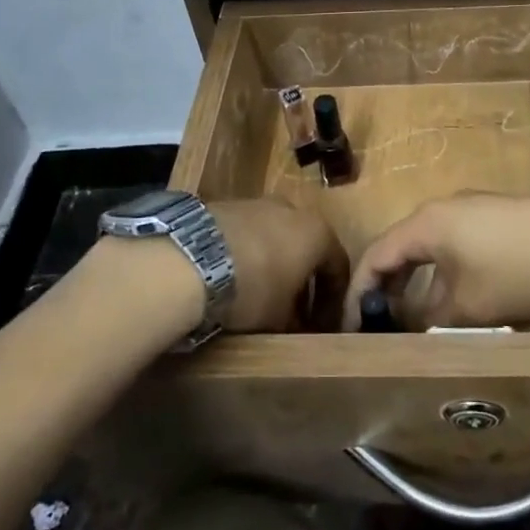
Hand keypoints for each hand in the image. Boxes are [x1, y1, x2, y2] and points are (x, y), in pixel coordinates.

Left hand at [212, 198, 349, 332]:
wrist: (191, 260)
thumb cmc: (252, 289)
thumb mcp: (280, 318)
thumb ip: (296, 321)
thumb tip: (297, 326)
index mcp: (318, 233)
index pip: (338, 267)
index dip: (333, 300)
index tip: (323, 325)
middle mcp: (294, 210)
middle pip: (307, 247)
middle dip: (303, 279)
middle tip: (294, 311)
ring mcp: (258, 203)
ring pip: (276, 236)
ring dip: (275, 263)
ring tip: (261, 294)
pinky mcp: (226, 205)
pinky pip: (248, 233)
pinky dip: (249, 253)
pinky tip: (234, 276)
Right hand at [345, 194, 529, 329]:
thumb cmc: (517, 273)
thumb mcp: (468, 307)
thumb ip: (427, 317)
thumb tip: (405, 324)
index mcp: (426, 224)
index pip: (376, 254)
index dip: (359, 291)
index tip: (351, 327)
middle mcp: (443, 208)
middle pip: (401, 247)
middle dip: (386, 286)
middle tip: (378, 325)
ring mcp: (472, 209)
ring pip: (429, 246)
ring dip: (416, 281)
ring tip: (413, 319)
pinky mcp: (496, 216)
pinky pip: (453, 244)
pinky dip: (441, 271)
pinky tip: (454, 298)